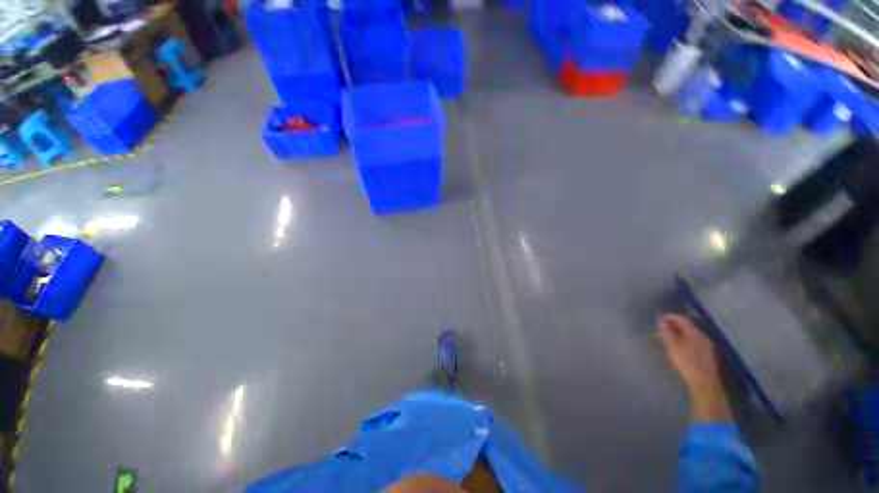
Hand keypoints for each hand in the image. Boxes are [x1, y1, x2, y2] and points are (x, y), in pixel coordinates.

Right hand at [657, 314, 731, 421]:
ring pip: (693, 337)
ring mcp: (706, 346)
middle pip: (688, 327)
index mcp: (693, 331)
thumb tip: (661, 321)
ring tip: (674, 341)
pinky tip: (685, 352)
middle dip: (677, 327)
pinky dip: (688, 344)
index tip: (661, 319)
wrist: (704, 381)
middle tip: (666, 330)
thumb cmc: (687, 363)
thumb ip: (667, 335)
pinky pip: (696, 345)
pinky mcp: (707, 356)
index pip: (682, 319)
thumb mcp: (674, 349)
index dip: (671, 318)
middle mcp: (701, 335)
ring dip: (683, 336)